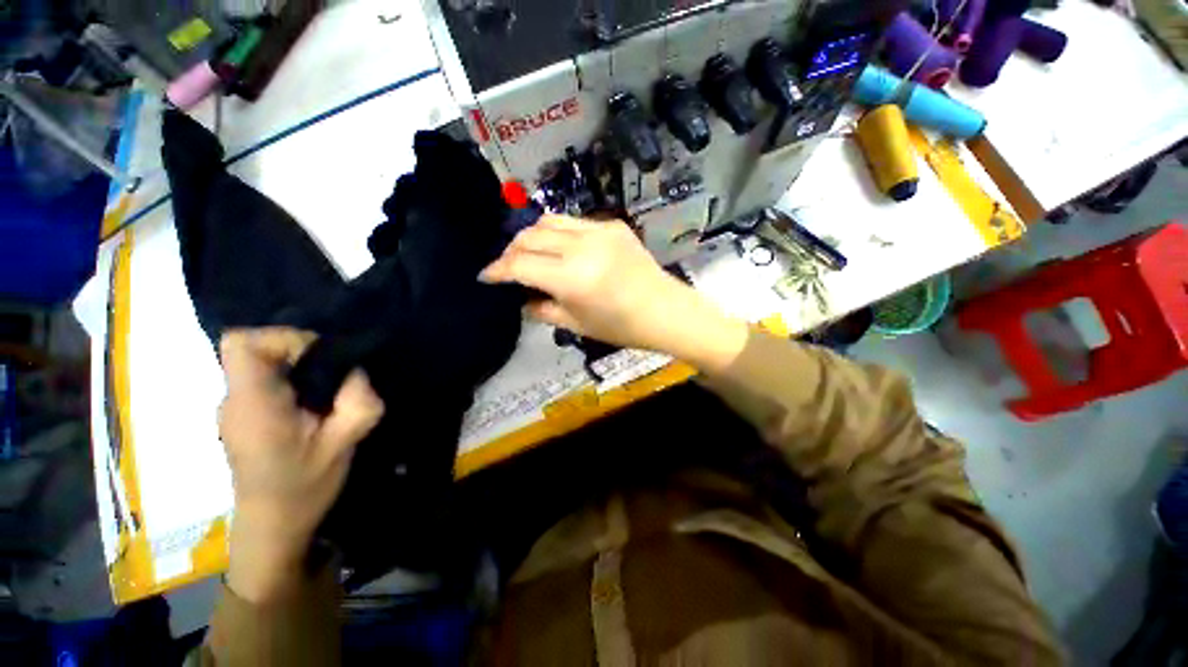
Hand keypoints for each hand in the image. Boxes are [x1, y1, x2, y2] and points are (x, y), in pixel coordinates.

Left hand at [218, 328, 383, 601]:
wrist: (273, 525)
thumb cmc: (304, 488)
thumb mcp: (343, 444)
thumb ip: (357, 402)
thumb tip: (356, 372)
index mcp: (253, 405)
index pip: (242, 344)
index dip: (282, 337)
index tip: (319, 358)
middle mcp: (234, 399)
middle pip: (256, 348)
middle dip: (301, 352)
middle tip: (334, 379)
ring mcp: (235, 406)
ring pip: (262, 362)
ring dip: (300, 367)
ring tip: (327, 395)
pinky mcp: (244, 413)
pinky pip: (266, 378)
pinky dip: (293, 379)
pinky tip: (313, 406)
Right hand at [480, 215, 747, 371]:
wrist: (665, 311)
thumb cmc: (622, 327)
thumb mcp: (577, 325)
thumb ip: (543, 309)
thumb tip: (522, 298)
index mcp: (572, 277)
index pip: (520, 265)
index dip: (498, 270)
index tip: (486, 275)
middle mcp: (582, 246)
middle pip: (530, 236)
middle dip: (511, 250)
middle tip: (507, 266)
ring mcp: (599, 230)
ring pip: (549, 221)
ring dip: (531, 236)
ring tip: (528, 253)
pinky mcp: (612, 224)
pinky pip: (574, 223)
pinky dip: (558, 233)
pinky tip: (560, 249)